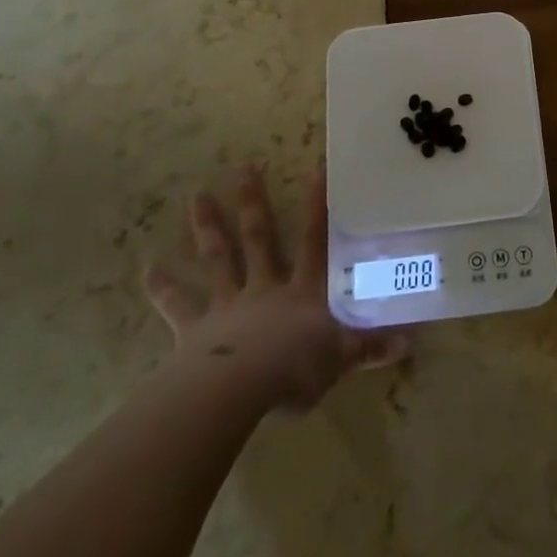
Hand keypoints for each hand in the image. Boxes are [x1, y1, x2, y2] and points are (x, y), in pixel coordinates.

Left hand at [143, 163, 403, 411]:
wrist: (239, 390)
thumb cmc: (295, 369)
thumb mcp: (340, 358)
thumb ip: (370, 347)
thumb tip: (409, 340)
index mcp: (302, 291)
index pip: (315, 240)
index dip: (318, 205)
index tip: (317, 168)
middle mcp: (265, 287)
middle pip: (260, 237)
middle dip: (253, 201)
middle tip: (243, 166)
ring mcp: (228, 304)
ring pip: (219, 258)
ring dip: (208, 227)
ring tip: (196, 195)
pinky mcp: (196, 328)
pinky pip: (179, 305)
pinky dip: (163, 287)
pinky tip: (147, 268)